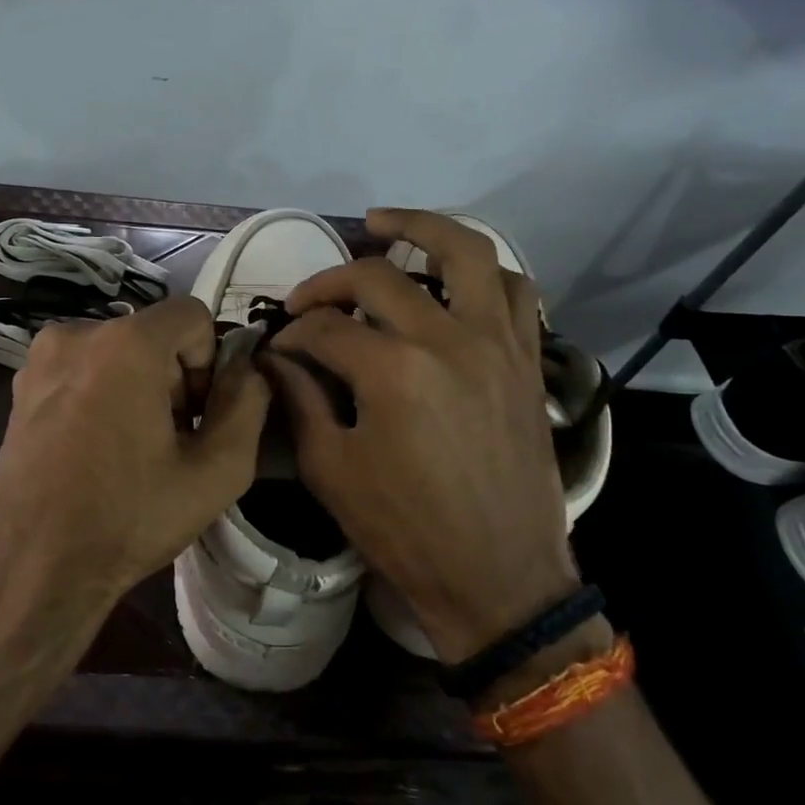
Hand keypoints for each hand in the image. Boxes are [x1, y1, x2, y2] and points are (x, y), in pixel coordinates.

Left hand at [0, 296, 270, 626]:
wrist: (37, 567)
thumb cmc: (130, 518)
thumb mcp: (218, 471)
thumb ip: (248, 404)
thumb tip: (249, 369)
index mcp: (125, 343)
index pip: (193, 315)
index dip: (209, 363)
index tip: (197, 417)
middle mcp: (77, 333)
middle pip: (154, 334)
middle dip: (174, 377)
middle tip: (169, 440)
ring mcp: (41, 358)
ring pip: (119, 350)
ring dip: (139, 385)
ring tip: (132, 448)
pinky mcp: (21, 384)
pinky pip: (84, 367)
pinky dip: (102, 392)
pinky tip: (97, 447)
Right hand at [263, 209, 576, 662]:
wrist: (499, 579)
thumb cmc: (406, 532)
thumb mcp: (330, 470)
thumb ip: (299, 399)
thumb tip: (277, 357)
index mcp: (393, 371)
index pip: (324, 329)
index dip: (291, 335)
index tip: (278, 349)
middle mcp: (449, 339)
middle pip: (378, 277)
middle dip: (329, 282)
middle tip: (307, 301)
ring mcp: (497, 343)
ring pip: (466, 251)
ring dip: (421, 228)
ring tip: (384, 225)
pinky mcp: (527, 358)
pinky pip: (513, 290)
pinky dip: (480, 272)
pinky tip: (451, 279)